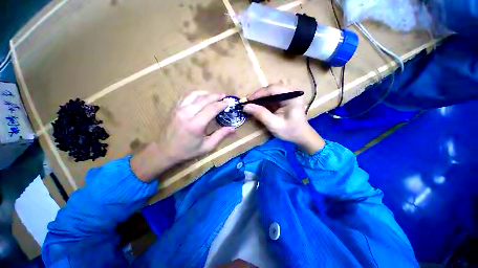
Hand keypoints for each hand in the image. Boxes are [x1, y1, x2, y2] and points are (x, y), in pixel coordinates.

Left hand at [132, 91, 234, 181]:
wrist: (164, 150)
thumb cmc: (187, 150)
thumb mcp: (207, 146)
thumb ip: (221, 136)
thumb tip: (233, 129)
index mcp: (196, 124)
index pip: (212, 109)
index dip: (221, 104)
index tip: (228, 103)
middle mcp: (187, 113)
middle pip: (204, 99)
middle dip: (216, 96)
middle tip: (224, 96)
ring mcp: (179, 109)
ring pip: (195, 95)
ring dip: (206, 93)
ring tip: (214, 95)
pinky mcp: (174, 108)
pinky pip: (187, 97)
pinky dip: (196, 95)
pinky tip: (201, 97)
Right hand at [243, 84, 324, 154]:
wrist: (301, 137)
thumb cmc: (290, 131)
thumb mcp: (274, 124)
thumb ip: (261, 114)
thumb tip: (246, 106)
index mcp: (292, 96)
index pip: (273, 89)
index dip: (259, 93)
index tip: (248, 100)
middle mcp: (291, 93)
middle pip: (271, 89)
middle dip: (259, 96)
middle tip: (248, 102)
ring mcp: (288, 96)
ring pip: (270, 93)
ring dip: (260, 99)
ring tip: (251, 105)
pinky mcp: (284, 101)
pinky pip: (272, 98)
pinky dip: (264, 103)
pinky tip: (258, 107)